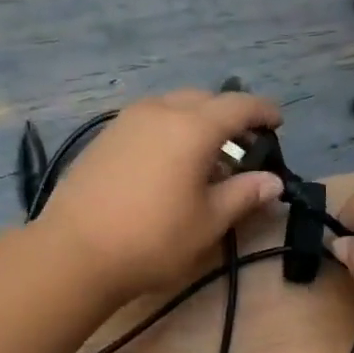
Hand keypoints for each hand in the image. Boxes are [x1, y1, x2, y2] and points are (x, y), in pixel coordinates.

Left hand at [39, 90, 284, 303]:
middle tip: (244, 145)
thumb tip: (273, 181)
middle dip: (228, 116)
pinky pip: (148, 122)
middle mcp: (159, 111)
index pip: (238, 106)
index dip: (263, 111)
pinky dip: (169, 132)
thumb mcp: (208, 222)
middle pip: (204, 100)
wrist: (75, 252)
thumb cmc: (153, 240)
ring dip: (196, 123)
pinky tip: (169, 165)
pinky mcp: (104, 138)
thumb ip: (244, 195)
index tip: (278, 122)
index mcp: (192, 127)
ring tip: (206, 158)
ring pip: (172, 107)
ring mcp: (126, 122)